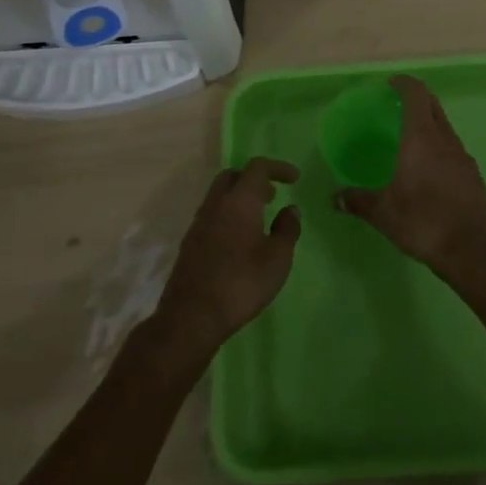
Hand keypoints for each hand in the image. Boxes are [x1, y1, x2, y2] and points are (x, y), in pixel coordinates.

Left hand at [158, 158, 301, 351]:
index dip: (278, 167)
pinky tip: (239, 240)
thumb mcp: (277, 259)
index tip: (294, 178)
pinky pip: (212, 215)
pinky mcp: (190, 243)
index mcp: (239, 200)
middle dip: (254, 179)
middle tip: (272, 195)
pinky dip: (228, 215)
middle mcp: (216, 204)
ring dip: (240, 198)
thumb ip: (287, 229)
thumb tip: (290, 209)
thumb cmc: (241, 283)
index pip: (257, 167)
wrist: (191, 317)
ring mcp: (199, 223)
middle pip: (233, 176)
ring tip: (259, 218)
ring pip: (220, 195)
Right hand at [334, 75, 485, 279]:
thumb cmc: (423, 221)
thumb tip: (335, 197)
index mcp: (421, 137)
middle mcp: (445, 139)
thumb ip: (358, 201)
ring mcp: (463, 156)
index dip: (404, 84)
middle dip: (417, 99)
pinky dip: (440, 148)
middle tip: (397, 106)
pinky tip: (429, 171)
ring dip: (429, 124)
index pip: (416, 94)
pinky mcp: (473, 175)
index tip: (391, 84)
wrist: (472, 251)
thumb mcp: (383, 213)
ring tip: (410, 141)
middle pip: (433, 105)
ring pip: (445, 128)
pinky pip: (454, 150)